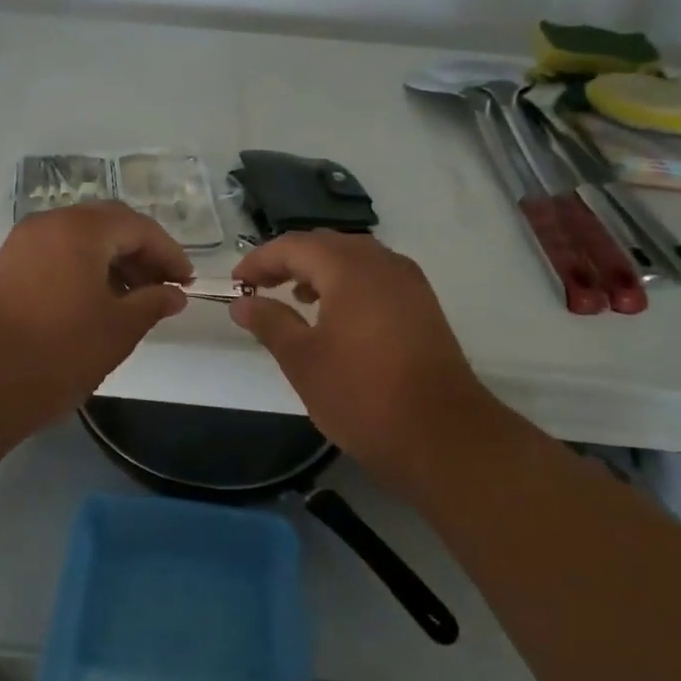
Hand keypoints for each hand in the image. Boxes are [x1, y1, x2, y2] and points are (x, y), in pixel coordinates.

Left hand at [0, 202, 191, 441]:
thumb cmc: (58, 353)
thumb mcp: (118, 329)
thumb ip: (153, 303)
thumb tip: (174, 294)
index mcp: (80, 229)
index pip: (138, 227)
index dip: (169, 253)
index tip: (187, 283)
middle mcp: (50, 223)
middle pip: (108, 224)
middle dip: (141, 252)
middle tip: (163, 286)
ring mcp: (23, 242)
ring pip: (81, 237)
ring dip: (113, 260)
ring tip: (135, 298)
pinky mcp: (8, 265)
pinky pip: (58, 252)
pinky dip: (85, 267)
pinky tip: (98, 300)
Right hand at [230, 231, 494, 492]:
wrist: (444, 436)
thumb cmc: (362, 395)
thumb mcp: (303, 360)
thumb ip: (269, 322)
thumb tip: (242, 302)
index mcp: (349, 268)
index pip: (294, 245)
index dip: (260, 260)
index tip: (237, 282)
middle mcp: (382, 263)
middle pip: (326, 244)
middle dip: (289, 260)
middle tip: (261, 286)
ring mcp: (409, 282)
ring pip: (354, 258)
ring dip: (320, 270)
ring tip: (296, 298)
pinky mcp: (423, 306)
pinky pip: (376, 276)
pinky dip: (348, 283)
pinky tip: (337, 315)